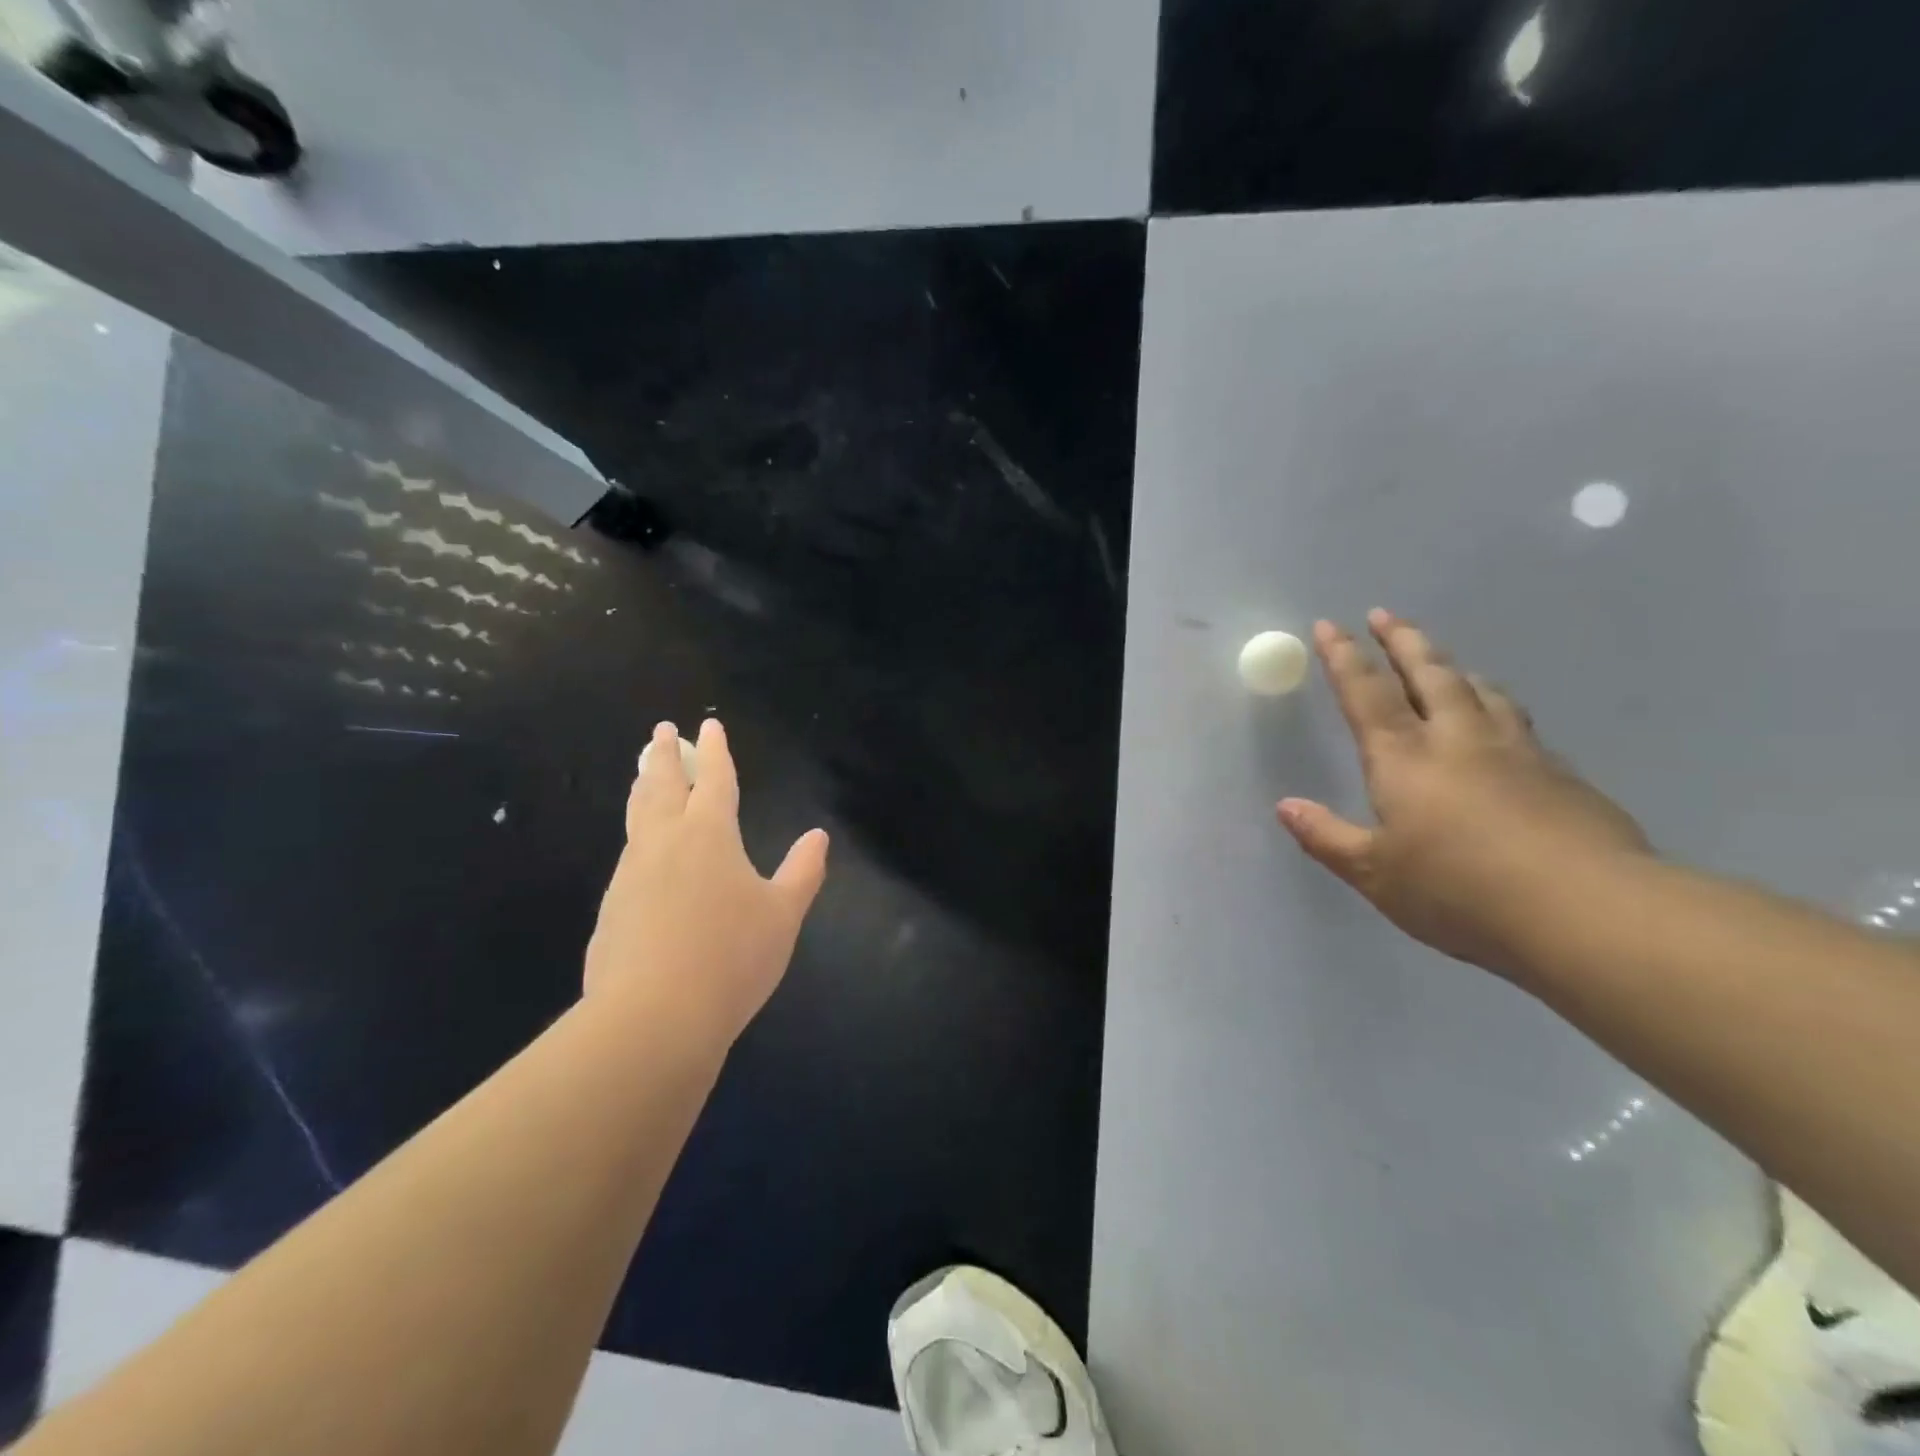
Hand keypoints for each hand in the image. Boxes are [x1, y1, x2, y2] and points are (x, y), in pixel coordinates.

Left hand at [584, 719, 828, 1044]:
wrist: (652, 1017)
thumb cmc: (731, 957)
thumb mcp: (782, 914)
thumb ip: (802, 871)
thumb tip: (818, 836)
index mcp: (709, 834)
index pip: (713, 779)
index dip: (714, 751)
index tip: (708, 725)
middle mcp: (665, 843)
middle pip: (661, 786)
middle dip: (664, 756)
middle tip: (661, 732)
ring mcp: (631, 874)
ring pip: (637, 817)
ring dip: (643, 789)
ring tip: (642, 774)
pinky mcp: (612, 908)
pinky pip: (629, 856)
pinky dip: (637, 836)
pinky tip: (643, 852)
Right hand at [1278, 610, 1649, 977]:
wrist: (1586, 911)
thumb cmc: (1460, 891)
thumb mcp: (1375, 874)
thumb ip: (1327, 837)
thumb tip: (1285, 806)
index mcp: (1404, 759)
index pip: (1366, 694)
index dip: (1343, 658)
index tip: (1329, 624)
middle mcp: (1458, 740)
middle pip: (1428, 674)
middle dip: (1402, 641)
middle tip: (1385, 614)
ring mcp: (1516, 751)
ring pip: (1479, 690)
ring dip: (1452, 667)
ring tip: (1439, 658)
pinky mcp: (1561, 774)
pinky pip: (1516, 721)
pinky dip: (1494, 704)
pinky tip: (1499, 721)